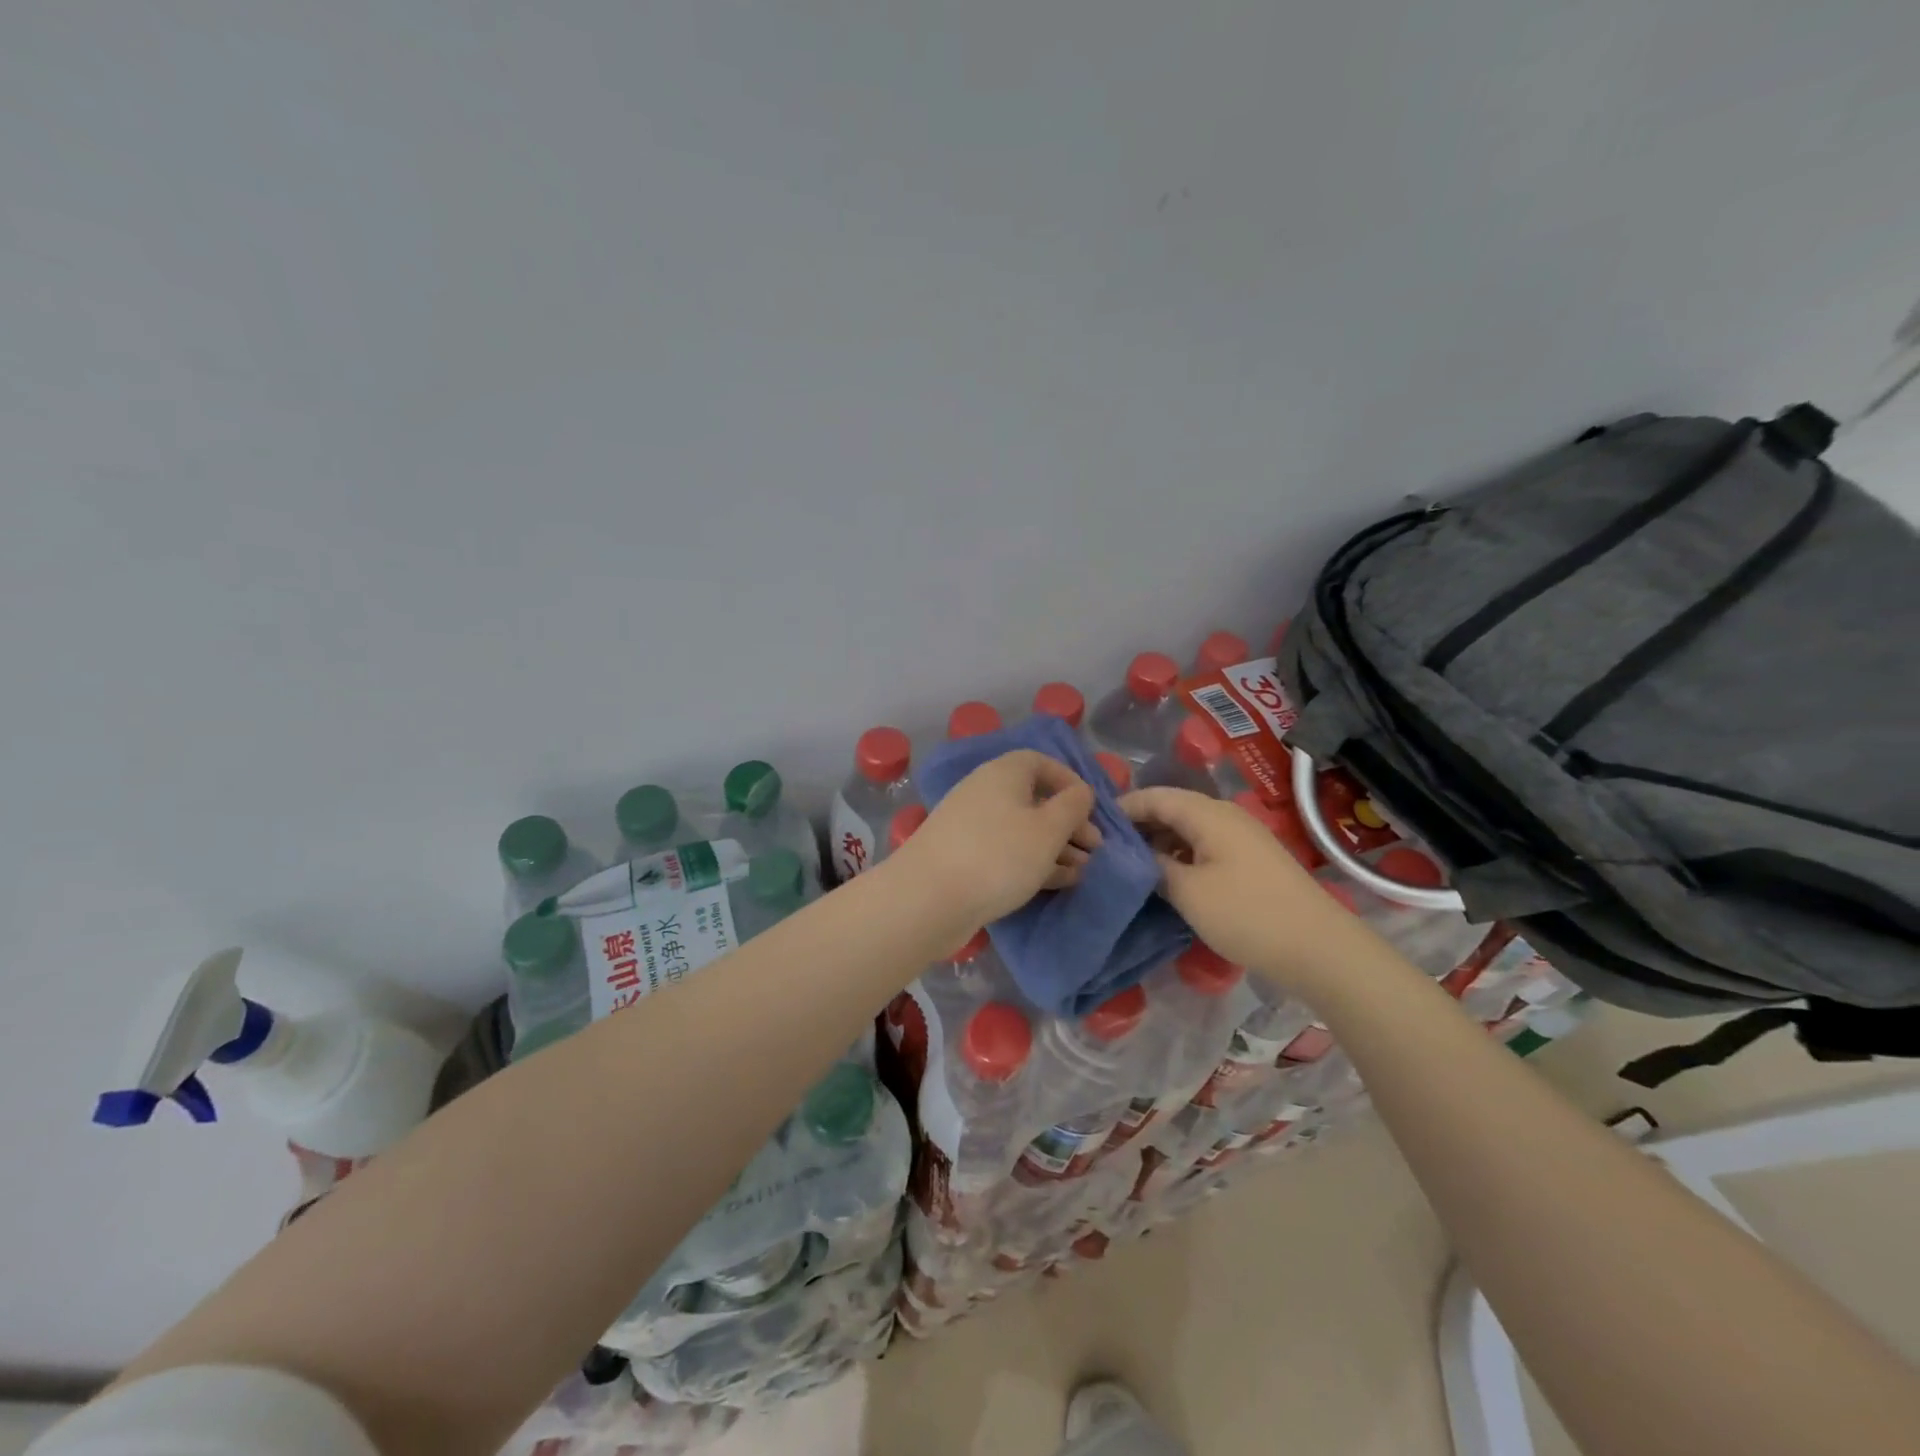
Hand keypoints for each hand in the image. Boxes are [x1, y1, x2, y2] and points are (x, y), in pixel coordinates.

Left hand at [890, 751, 1100, 927]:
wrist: (927, 899)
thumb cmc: (998, 855)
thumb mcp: (1048, 829)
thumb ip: (1072, 806)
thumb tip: (1080, 792)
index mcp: (1003, 773)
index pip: (1041, 762)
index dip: (1070, 781)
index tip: (1091, 809)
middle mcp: (985, 792)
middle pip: (1034, 799)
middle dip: (1067, 823)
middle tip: (1094, 849)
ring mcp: (971, 827)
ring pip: (1022, 830)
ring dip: (1054, 847)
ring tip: (1083, 871)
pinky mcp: (964, 858)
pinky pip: (1006, 852)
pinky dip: (1033, 862)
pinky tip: (1058, 882)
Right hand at [1119, 786, 1373, 995]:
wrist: (1319, 948)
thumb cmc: (1247, 914)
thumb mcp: (1188, 892)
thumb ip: (1154, 867)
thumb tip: (1133, 855)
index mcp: (1208, 814)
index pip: (1154, 796)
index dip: (1122, 808)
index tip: (1091, 826)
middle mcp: (1225, 816)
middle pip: (1171, 809)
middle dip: (1138, 825)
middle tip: (1105, 849)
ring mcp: (1242, 837)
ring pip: (1188, 829)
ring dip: (1159, 842)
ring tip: (1130, 865)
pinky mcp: (1251, 860)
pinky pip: (1205, 846)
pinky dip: (1180, 855)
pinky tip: (1166, 878)